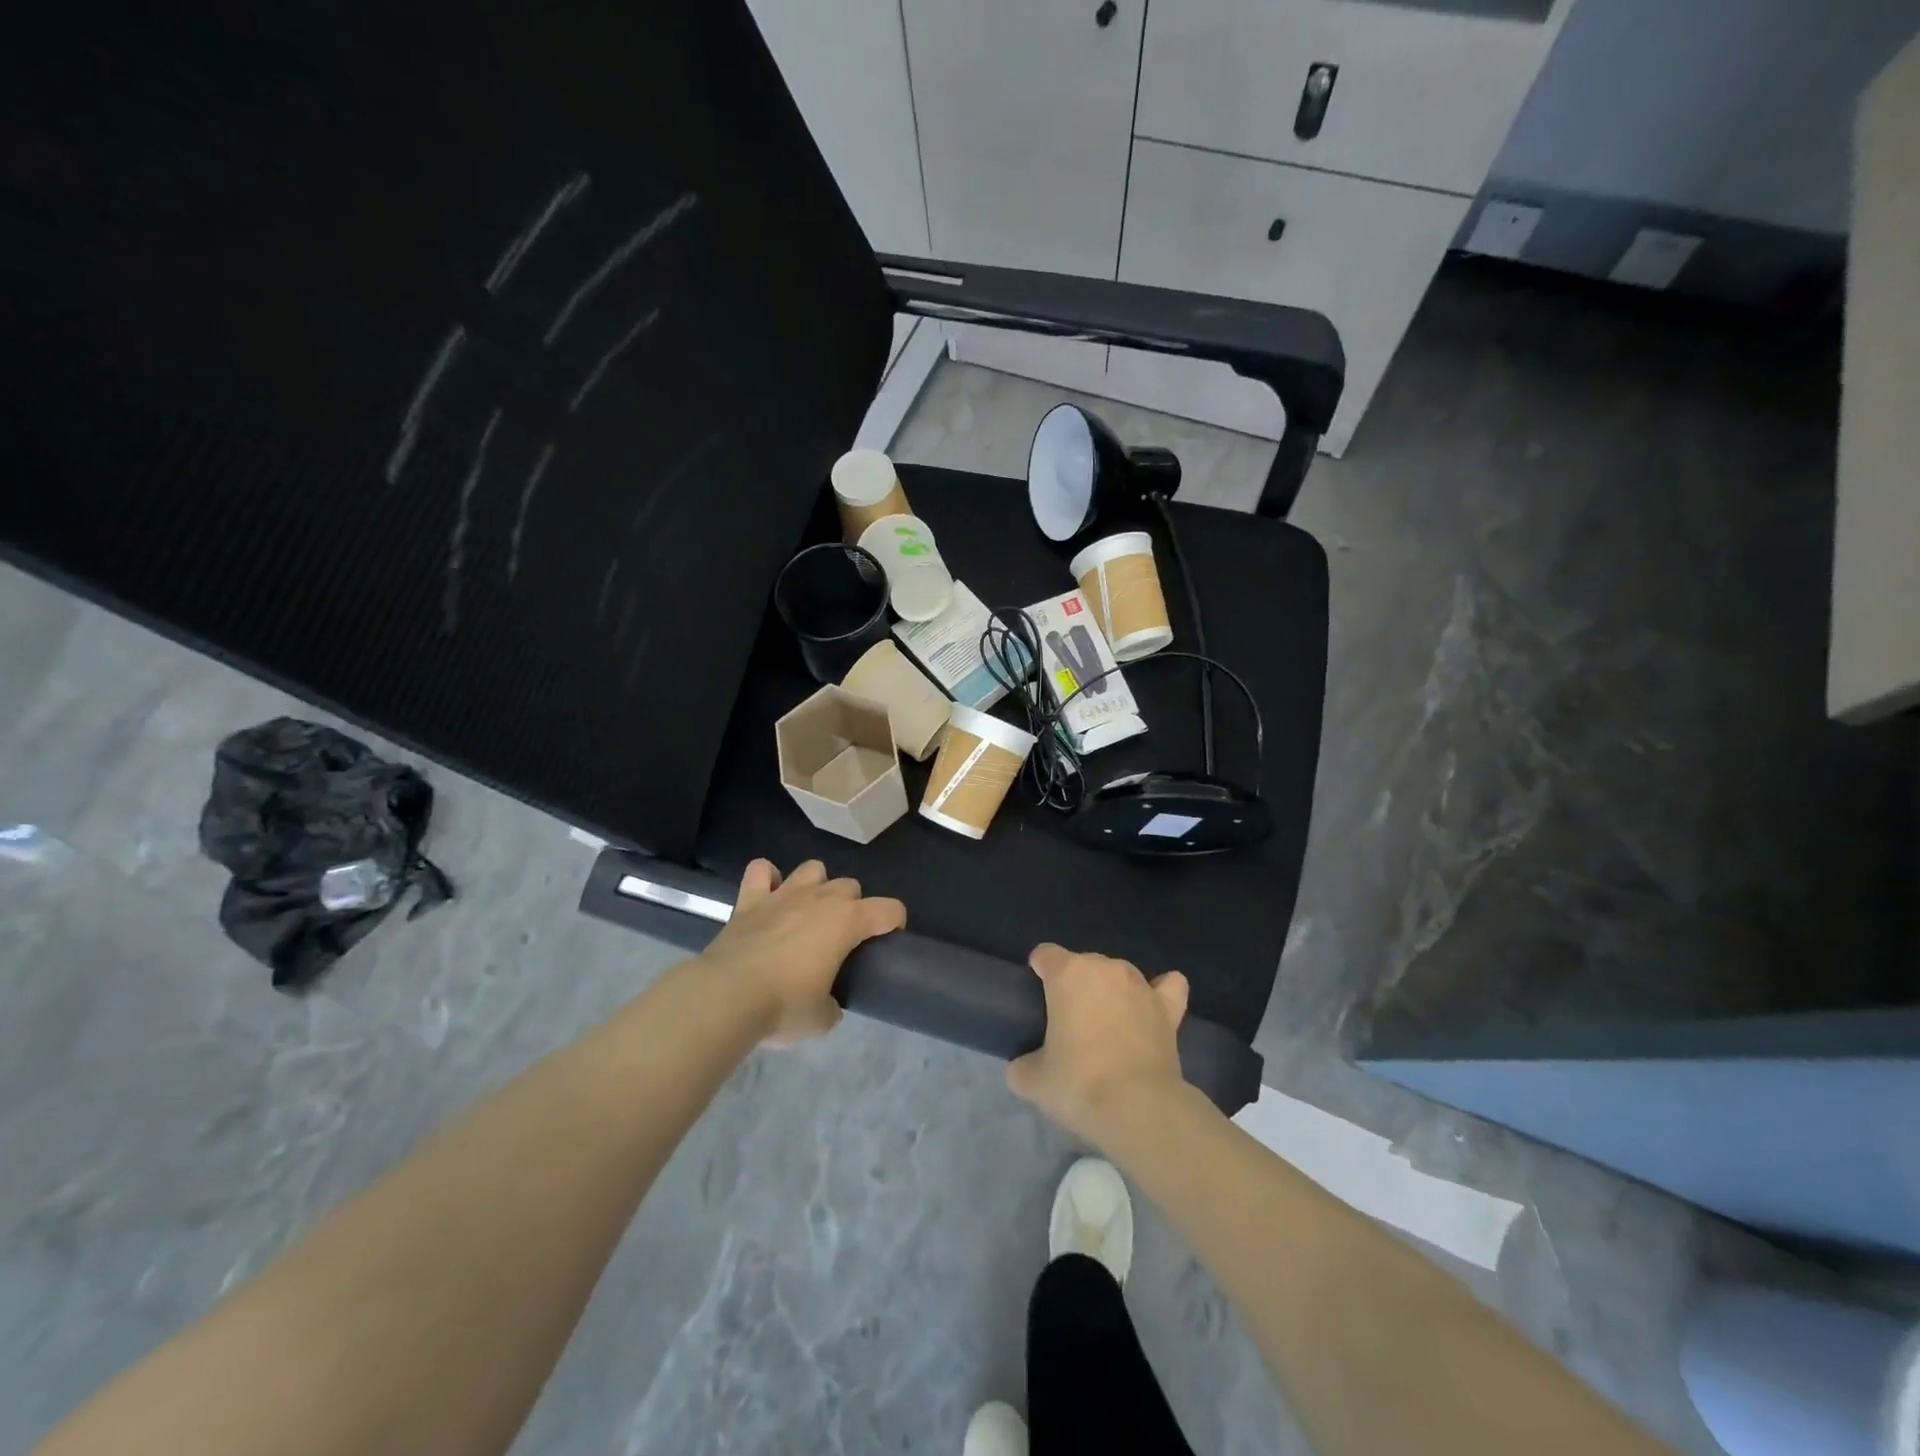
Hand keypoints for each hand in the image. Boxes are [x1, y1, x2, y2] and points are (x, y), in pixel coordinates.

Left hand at [698, 859, 905, 1044]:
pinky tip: (768, 896)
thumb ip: (832, 1006)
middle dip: (852, 906)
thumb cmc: (783, 1007)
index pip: (889, 909)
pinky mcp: (749, 900)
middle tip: (842, 938)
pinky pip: (760, 871)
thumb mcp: (821, 1020)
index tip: (888, 940)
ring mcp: (783, 895)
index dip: (895, 922)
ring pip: (812, 869)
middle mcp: (820, 899)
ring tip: (808, 911)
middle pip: (850, 885)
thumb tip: (828, 1005)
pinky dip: (766, 878)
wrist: (726, 998)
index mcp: (847, 922)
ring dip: (816, 886)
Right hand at [1006, 944, 1189, 1146]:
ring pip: (1119, 974)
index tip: (1037, 999)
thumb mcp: (1032, 1080)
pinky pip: (1168, 986)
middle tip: (1070, 1024)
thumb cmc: (1078, 1083)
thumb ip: (1022, 1064)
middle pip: (1083, 963)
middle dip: (1075, 986)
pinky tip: (1153, 1006)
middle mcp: (1104, 968)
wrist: (1137, 1107)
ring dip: (1111, 991)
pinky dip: (1160, 991)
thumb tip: (1024, 1065)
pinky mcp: (1168, 1007)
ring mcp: (1140, 984)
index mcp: (1067, 973)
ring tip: (1108, 1026)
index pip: (1045, 954)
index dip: (1038, 972)